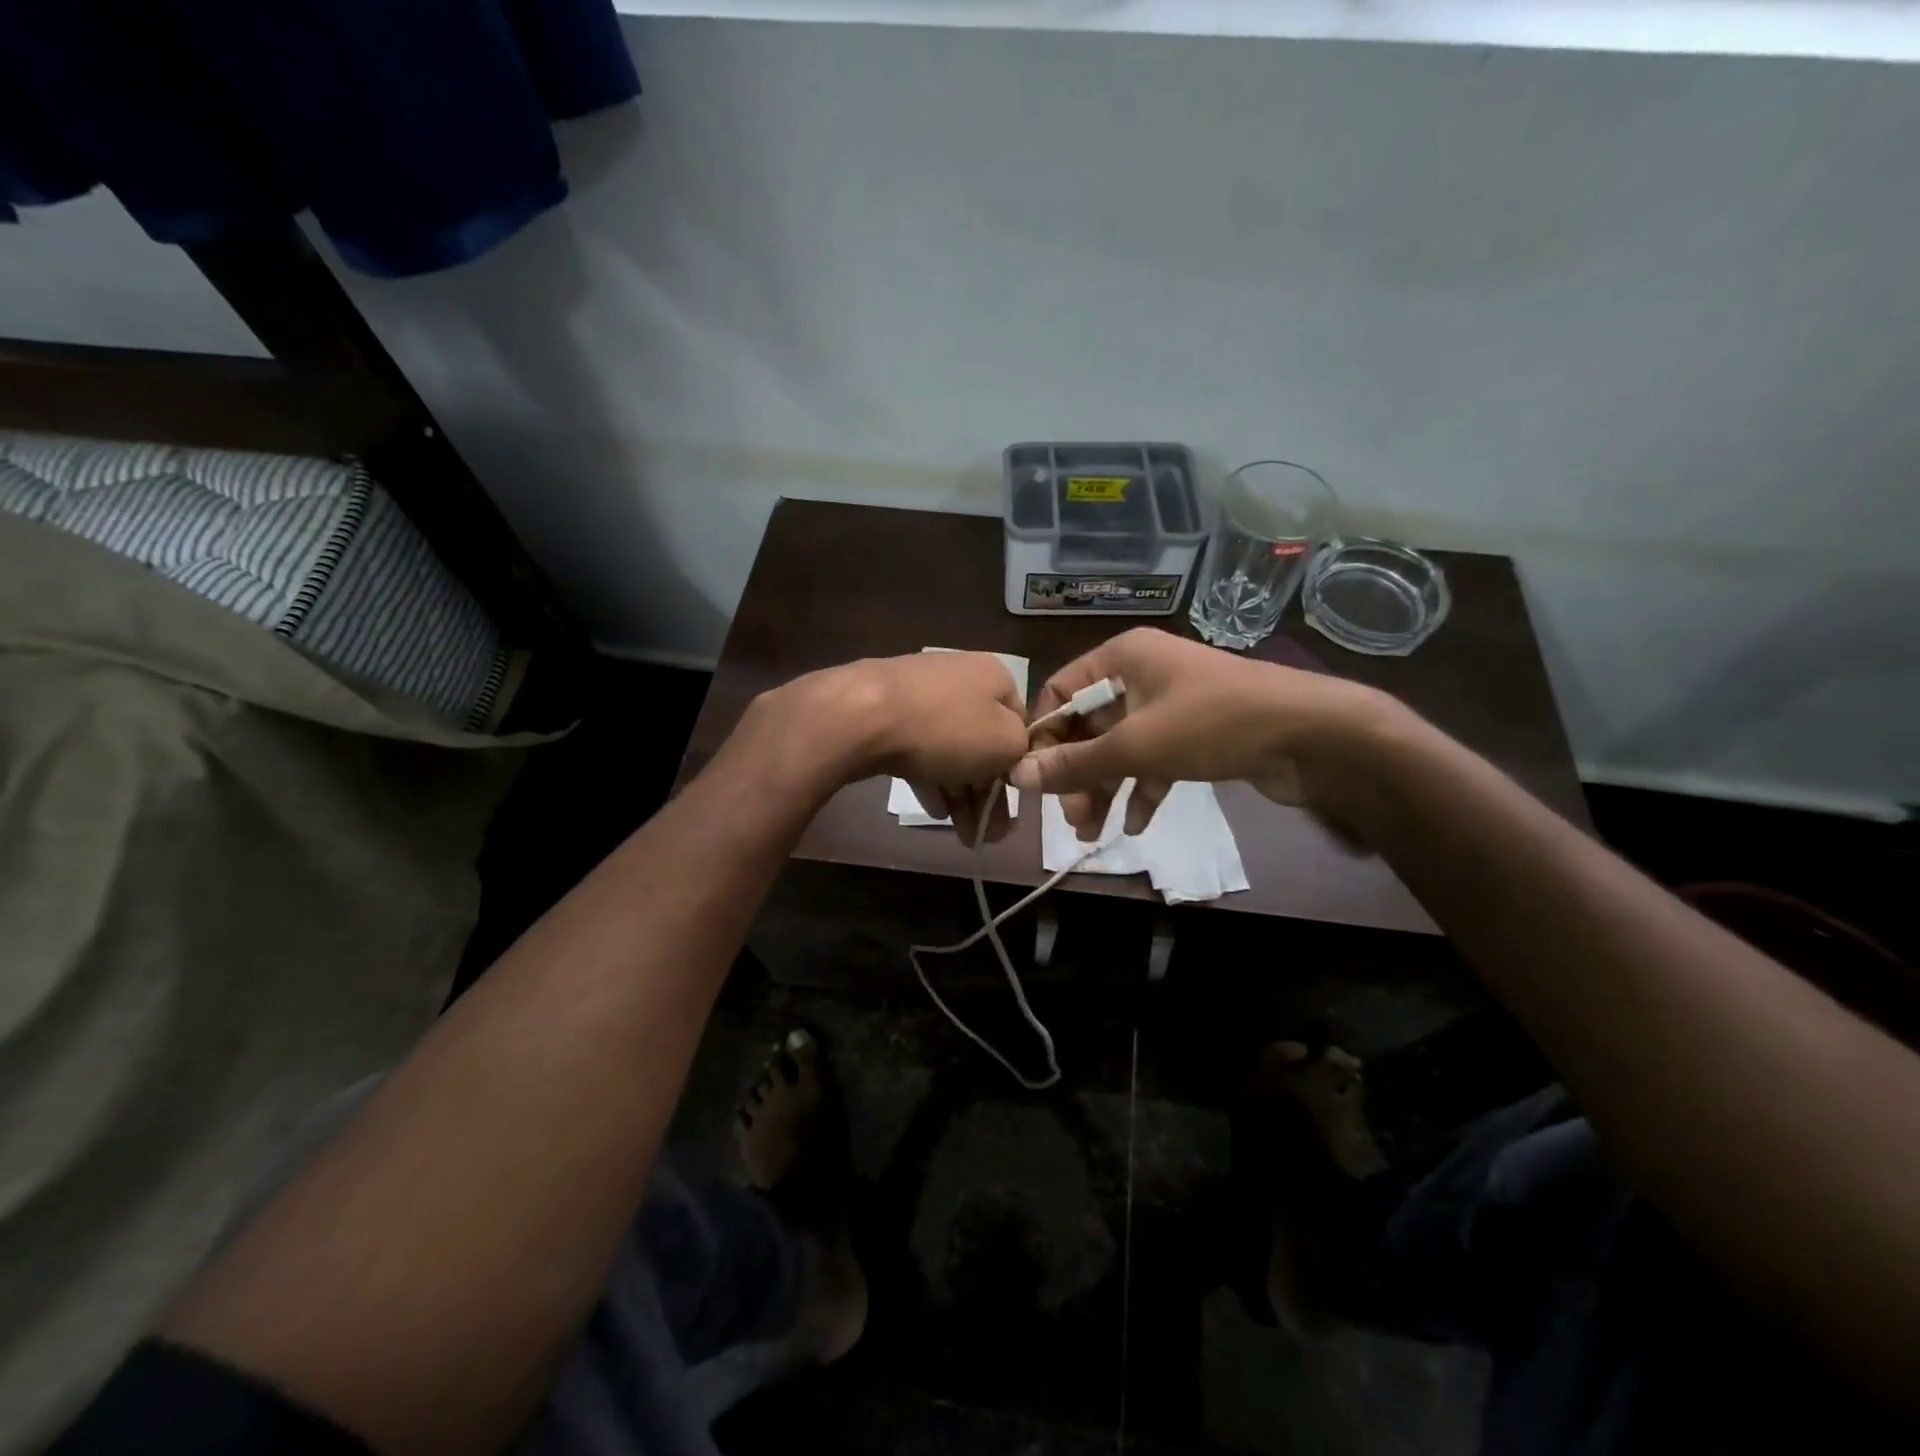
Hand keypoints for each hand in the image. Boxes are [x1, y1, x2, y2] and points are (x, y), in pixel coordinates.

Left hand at [762, 651, 1030, 843]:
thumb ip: (1020, 752)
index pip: (1019, 724)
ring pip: (950, 748)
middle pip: (983, 741)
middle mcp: (960, 676)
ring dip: (960, 793)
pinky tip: (933, 810)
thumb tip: (1010, 756)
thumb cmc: (946, 728)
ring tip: (963, 834)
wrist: (862, 716)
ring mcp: (919, 692)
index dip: (1018, 767)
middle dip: (987, 792)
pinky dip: (930, 778)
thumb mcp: (1005, 743)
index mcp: (994, 675)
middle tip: (987, 833)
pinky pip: (918, 748)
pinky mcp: (887, 711)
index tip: (1014, 806)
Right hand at [1010, 627, 1394, 840]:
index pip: (1061, 691)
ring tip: (1093, 833)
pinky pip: (1154, 760)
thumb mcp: (1136, 745)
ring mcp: (1171, 705)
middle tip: (1071, 818)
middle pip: (1090, 725)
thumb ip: (1076, 764)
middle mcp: (1142, 674)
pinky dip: (1141, 790)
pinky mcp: (1195, 734)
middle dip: (1077, 773)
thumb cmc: (1213, 724)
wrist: (1312, 736)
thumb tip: (1018, 776)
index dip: (1043, 736)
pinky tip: (1134, 825)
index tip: (1033, 780)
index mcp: (1122, 657)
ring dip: (1105, 788)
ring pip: (1121, 748)